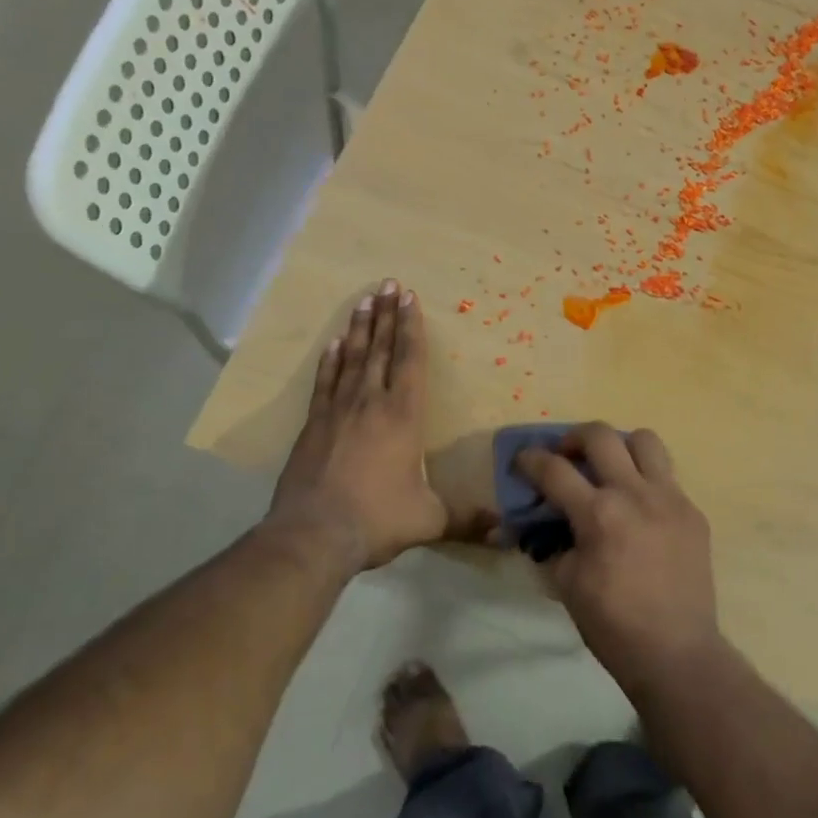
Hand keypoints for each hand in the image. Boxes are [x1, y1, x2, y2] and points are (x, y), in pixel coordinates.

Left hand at [270, 280, 446, 572]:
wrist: (314, 534)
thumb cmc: (377, 519)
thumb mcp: (429, 520)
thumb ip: (466, 519)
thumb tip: (503, 531)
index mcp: (403, 416)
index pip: (410, 361)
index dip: (412, 327)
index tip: (410, 298)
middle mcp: (370, 403)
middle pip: (381, 349)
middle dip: (387, 315)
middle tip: (388, 284)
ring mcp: (337, 411)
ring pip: (352, 358)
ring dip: (360, 328)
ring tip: (364, 301)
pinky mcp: (313, 425)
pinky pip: (325, 381)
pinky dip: (331, 360)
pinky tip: (334, 343)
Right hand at [514, 422, 721, 697]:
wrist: (676, 651)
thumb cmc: (612, 624)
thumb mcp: (566, 584)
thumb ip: (552, 544)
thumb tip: (543, 526)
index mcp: (598, 513)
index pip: (554, 469)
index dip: (530, 460)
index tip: (522, 460)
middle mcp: (635, 493)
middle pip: (600, 435)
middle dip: (574, 438)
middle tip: (566, 456)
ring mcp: (670, 498)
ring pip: (644, 440)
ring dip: (620, 446)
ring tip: (611, 467)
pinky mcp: (693, 512)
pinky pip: (667, 477)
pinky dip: (646, 480)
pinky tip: (640, 508)